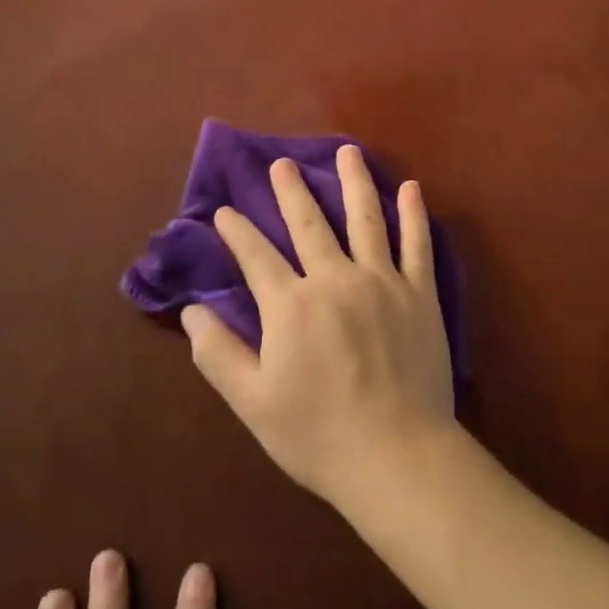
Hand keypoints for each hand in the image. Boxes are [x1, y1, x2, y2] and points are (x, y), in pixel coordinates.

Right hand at [180, 145, 456, 515]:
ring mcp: (381, 280)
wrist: (395, 457)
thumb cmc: (318, 435)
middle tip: (281, 162)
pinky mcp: (418, 292)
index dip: (237, 231)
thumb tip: (191, 311)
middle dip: (291, 189)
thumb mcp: (253, 403)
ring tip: (347, 151)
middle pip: (308, 222)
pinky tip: (412, 187)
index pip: (256, 256)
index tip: (224, 211)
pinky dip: (414, 214)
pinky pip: (417, 244)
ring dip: (354, 180)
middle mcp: (334, 278)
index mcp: (291, 305)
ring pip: (365, 217)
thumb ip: (218, 354)